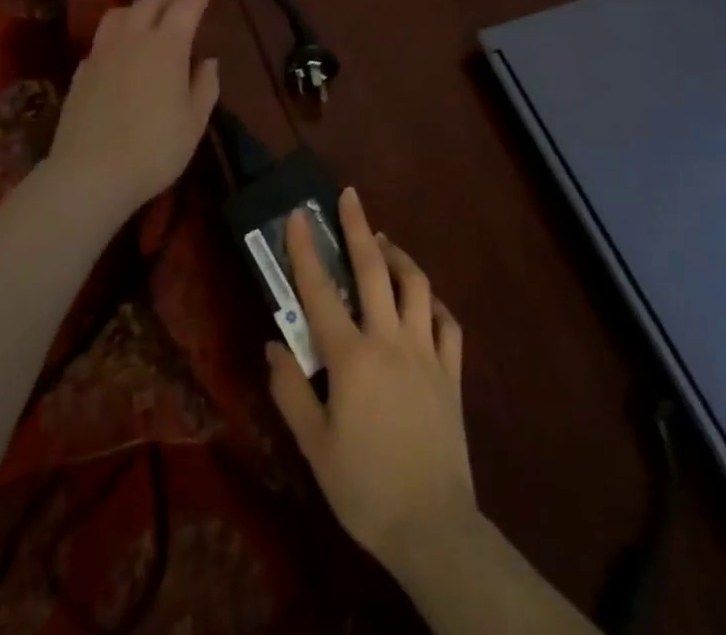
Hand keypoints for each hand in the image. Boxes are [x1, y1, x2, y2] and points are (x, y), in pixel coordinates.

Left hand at [47, 0, 218, 215]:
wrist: (90, 173)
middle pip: (149, 2)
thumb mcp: (194, 123)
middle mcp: (133, 39)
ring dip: (137, 8)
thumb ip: (205, 86)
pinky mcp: (81, 71)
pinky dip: (116, 35)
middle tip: (178, 2)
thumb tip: (208, 61)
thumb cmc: (154, 150)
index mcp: (167, 46)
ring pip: (119, 14)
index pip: (185, 8)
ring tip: (146, 19)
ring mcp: (102, 52)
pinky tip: (119, 51)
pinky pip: (101, 39)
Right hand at [267, 187, 476, 582]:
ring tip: (384, 243)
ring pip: (417, 286)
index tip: (299, 214)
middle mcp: (390, 340)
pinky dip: (434, 302)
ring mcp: (426, 352)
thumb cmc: (364, 488)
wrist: (433, 527)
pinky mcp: (452, 372)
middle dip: (359, 228)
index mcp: (352, 357)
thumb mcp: (314, 446)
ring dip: (399, 257)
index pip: (321, 291)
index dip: (306, 249)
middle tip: (350, 196)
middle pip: (375, 270)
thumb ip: (291, 390)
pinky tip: (425, 299)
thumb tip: (274, 345)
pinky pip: (447, 323)